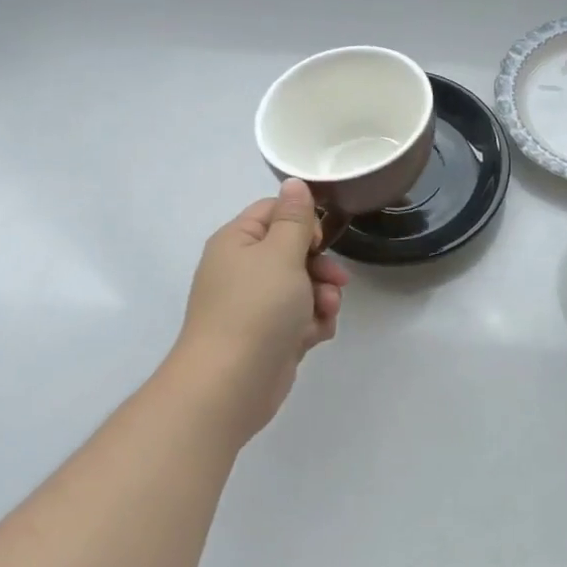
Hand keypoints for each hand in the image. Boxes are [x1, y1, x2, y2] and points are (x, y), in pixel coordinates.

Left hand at [173, 180, 348, 445]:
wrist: (230, 384)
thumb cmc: (256, 308)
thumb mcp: (280, 254)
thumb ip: (294, 218)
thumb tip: (294, 181)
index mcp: (237, 241)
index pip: (273, 211)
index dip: (302, 221)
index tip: (320, 239)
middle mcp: (242, 269)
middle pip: (293, 250)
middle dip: (320, 265)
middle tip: (336, 279)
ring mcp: (255, 305)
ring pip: (302, 286)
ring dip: (322, 296)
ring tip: (325, 311)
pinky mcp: (269, 336)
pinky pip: (300, 317)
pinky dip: (312, 323)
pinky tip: (314, 336)